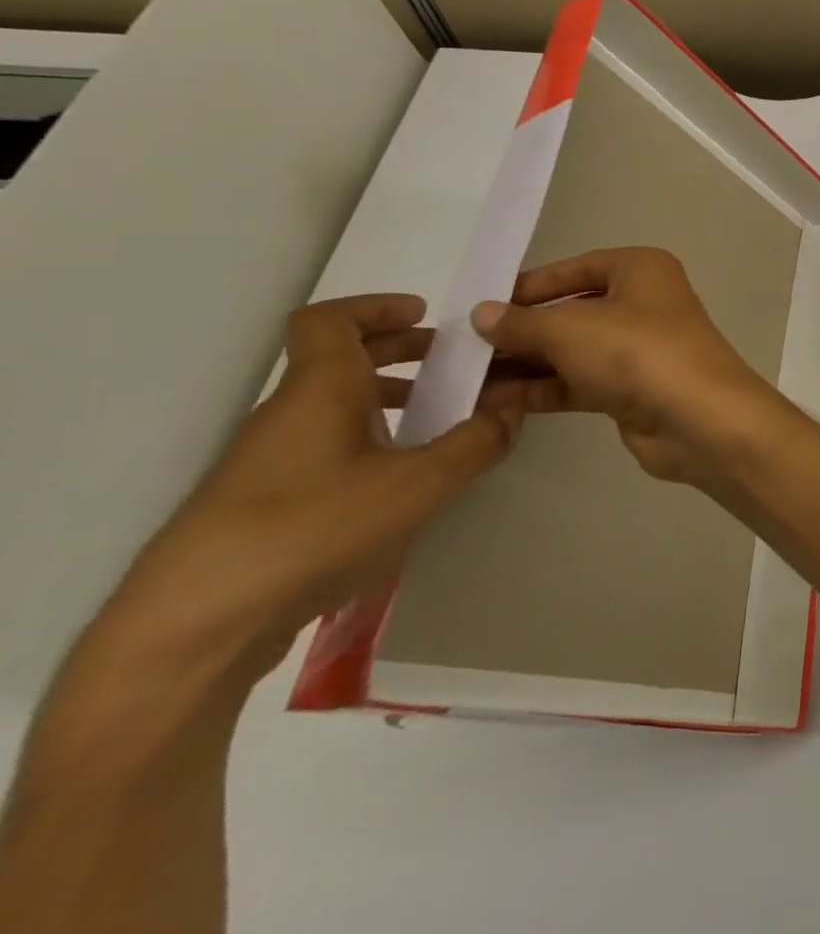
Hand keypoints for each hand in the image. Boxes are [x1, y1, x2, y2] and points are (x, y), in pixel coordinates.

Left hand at [98, 294, 519, 691]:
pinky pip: (324, 448)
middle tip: (452, 362)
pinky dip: (368, 441)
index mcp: (320, 390)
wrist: (195, 627)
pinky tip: (401, 480)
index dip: (376, 307)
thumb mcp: (421, 484)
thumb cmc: (314, 529)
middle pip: (338, 360)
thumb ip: (476, 443)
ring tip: (440, 421)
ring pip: (333, 407)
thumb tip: (509, 412)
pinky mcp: (263, 505)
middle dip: (399, 352)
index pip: (330, 320)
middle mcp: (289, 415)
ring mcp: (269, 462)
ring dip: (388, 400)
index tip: (426, 315)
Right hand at [473, 247, 803, 488]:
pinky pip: (579, 383)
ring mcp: (640, 349)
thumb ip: (522, 323)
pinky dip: (542, 389)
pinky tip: (493, 401)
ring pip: (573, 351)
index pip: (576, 269)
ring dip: (524, 364)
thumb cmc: (637, 352)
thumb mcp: (570, 329)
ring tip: (464, 378)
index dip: (530, 286)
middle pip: (572, 312)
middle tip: (462, 348)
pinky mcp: (633, 390)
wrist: (697, 418)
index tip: (481, 304)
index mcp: (641, 270)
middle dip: (521, 330)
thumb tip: (483, 315)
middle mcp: (644, 303)